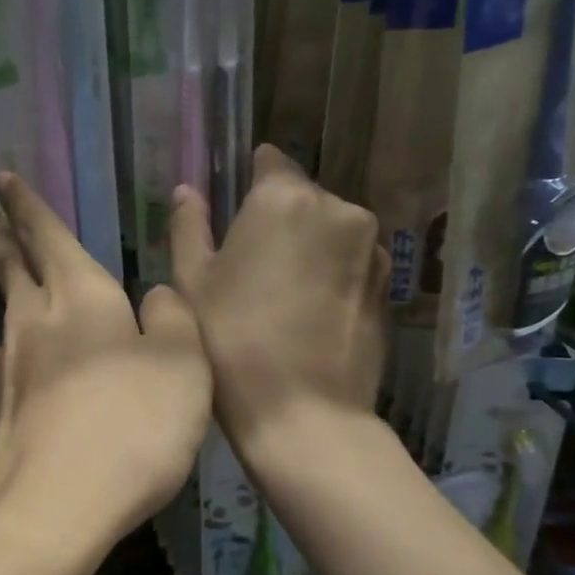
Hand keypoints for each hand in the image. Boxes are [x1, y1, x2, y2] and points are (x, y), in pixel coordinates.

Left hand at [0, 173, 209, 548]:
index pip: (48, 235)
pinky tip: (19, 358)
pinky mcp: (2, 412)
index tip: (2, 179)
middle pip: (12, 269)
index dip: (27, 205)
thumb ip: (173, 320)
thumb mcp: (183, 365)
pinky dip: (14, 344)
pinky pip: (9, 360)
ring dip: (3, 287)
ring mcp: (11, 369)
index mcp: (80, 297)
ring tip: (3, 278)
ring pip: (6, 313)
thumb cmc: (129, 426)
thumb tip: (153, 296)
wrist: (52, 508)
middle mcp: (36, 323)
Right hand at [171, 145, 387, 454]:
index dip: (248, 180)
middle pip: (301, 196)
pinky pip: (350, 260)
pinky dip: (330, 271)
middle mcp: (337, 209)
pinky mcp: (387, 284)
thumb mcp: (191, 280)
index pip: (269, 161)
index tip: (231, 209)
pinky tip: (307, 311)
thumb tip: (188, 190)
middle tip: (247, 262)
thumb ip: (189, 225)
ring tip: (278, 292)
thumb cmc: (231, 339)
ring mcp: (370, 247)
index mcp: (284, 199)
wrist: (303, 412)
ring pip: (329, 228)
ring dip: (306, 245)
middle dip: (277, 216)